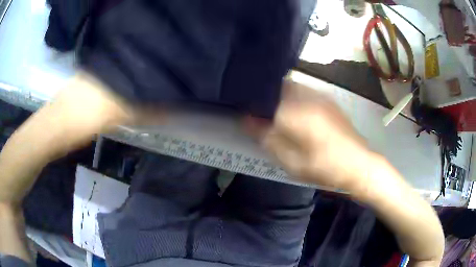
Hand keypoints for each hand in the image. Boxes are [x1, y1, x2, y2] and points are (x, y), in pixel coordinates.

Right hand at [246, 81, 372, 190]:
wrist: (358, 164)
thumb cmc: (324, 167)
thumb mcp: (291, 162)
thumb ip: (268, 138)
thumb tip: (247, 120)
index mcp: (296, 114)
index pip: (264, 100)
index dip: (252, 105)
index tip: (246, 114)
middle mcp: (306, 98)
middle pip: (277, 86)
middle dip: (266, 96)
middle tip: (261, 113)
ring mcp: (319, 96)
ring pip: (291, 85)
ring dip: (280, 94)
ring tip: (278, 112)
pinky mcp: (328, 99)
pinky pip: (304, 89)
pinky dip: (294, 95)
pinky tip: (297, 111)